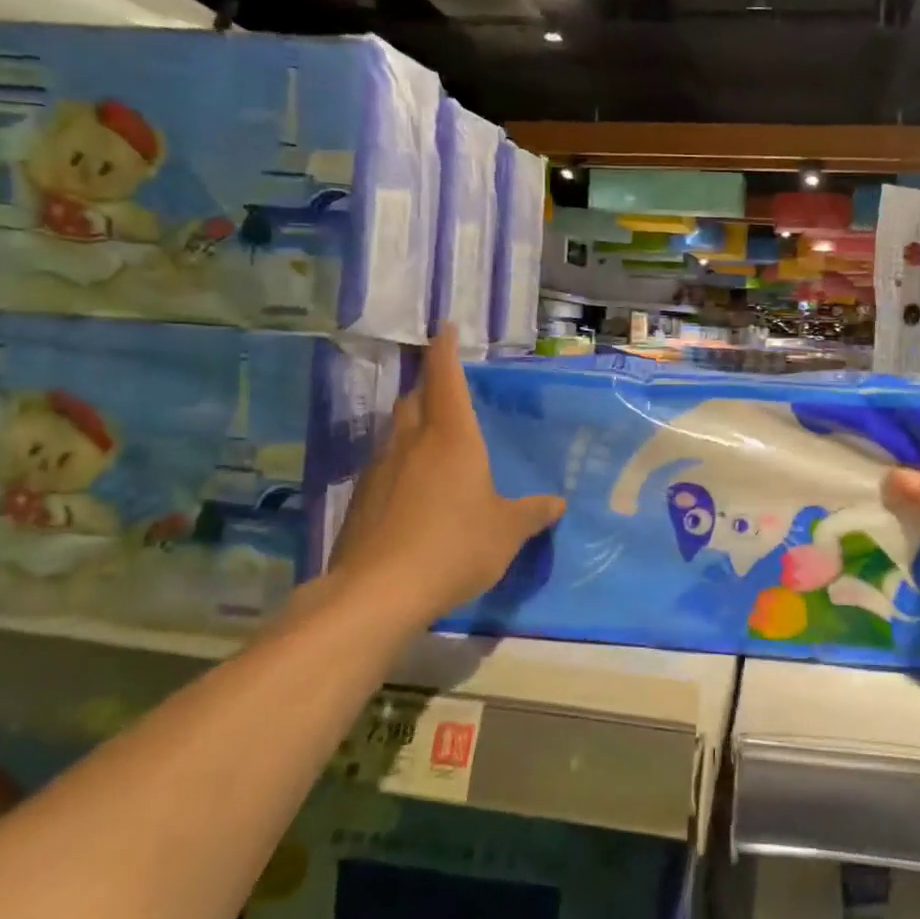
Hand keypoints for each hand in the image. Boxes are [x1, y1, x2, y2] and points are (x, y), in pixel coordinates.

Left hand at [327, 332, 563, 625]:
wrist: (379, 591)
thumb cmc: (455, 546)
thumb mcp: (507, 532)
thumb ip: (532, 513)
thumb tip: (558, 503)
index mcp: (452, 437)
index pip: (446, 378)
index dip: (446, 350)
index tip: (446, 327)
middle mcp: (412, 443)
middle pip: (415, 399)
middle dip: (429, 387)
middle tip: (446, 390)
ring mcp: (380, 470)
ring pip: (396, 432)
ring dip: (413, 426)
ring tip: (433, 441)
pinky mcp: (361, 500)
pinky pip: (385, 467)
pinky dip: (401, 464)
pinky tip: (413, 491)